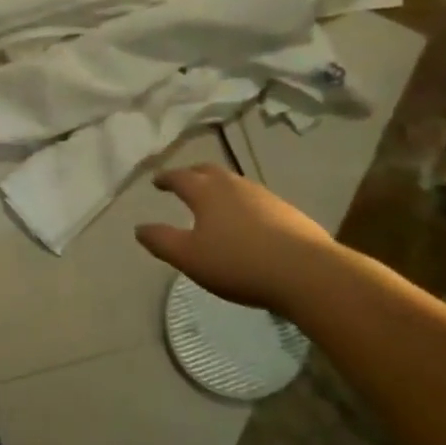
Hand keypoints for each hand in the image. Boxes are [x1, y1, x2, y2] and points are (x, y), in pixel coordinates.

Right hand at [136, 162, 343, 312]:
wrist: (306, 273)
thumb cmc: (238, 263)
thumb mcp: (189, 257)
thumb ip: (161, 241)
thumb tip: (139, 228)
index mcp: (206, 192)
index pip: (180, 177)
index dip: (166, 178)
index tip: (156, 182)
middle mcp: (234, 185)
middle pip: (209, 171)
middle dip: (193, 174)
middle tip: (184, 181)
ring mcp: (264, 196)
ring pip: (235, 183)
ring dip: (220, 187)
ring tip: (214, 200)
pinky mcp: (288, 212)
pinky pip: (256, 200)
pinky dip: (243, 204)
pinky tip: (247, 221)